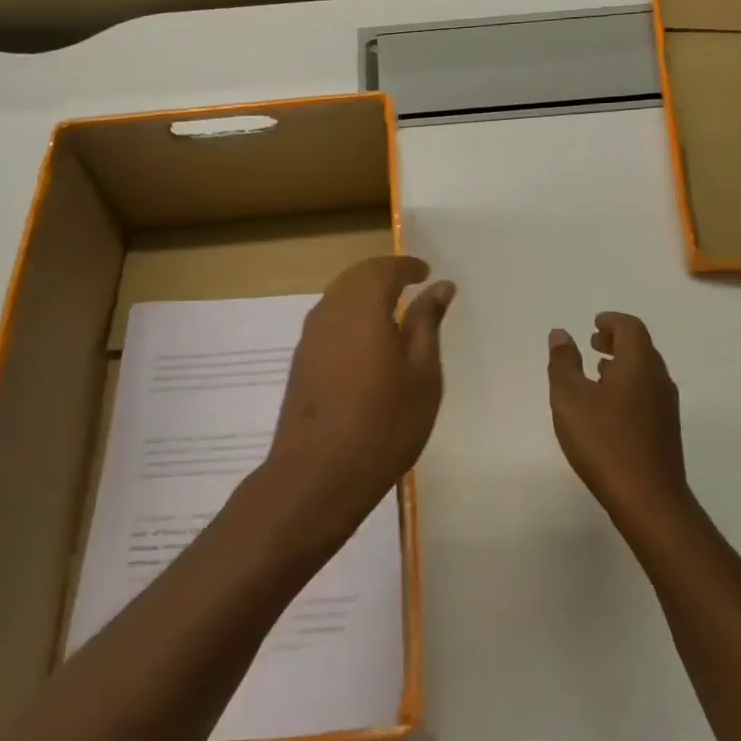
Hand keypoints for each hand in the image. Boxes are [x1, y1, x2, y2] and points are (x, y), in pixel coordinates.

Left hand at [255, 256, 454, 550]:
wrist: (318, 474)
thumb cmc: (385, 422)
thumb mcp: (422, 373)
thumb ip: (427, 323)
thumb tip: (439, 286)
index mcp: (362, 307)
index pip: (384, 269)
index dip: (406, 266)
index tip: (425, 271)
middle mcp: (330, 312)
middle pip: (355, 278)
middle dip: (382, 275)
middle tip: (410, 285)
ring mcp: (309, 338)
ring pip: (337, 299)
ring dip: (364, 295)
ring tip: (392, 312)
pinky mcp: (301, 363)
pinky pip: (328, 323)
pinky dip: (350, 318)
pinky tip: (366, 343)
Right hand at [547, 312, 691, 524]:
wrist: (648, 498)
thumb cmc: (604, 440)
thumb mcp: (570, 398)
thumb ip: (564, 362)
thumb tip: (561, 334)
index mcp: (639, 363)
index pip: (631, 327)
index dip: (612, 321)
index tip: (593, 324)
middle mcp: (658, 379)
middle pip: (642, 347)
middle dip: (617, 340)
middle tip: (593, 342)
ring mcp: (666, 406)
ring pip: (645, 372)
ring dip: (622, 364)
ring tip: (597, 371)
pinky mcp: (666, 430)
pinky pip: (647, 393)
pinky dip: (628, 386)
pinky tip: (609, 407)